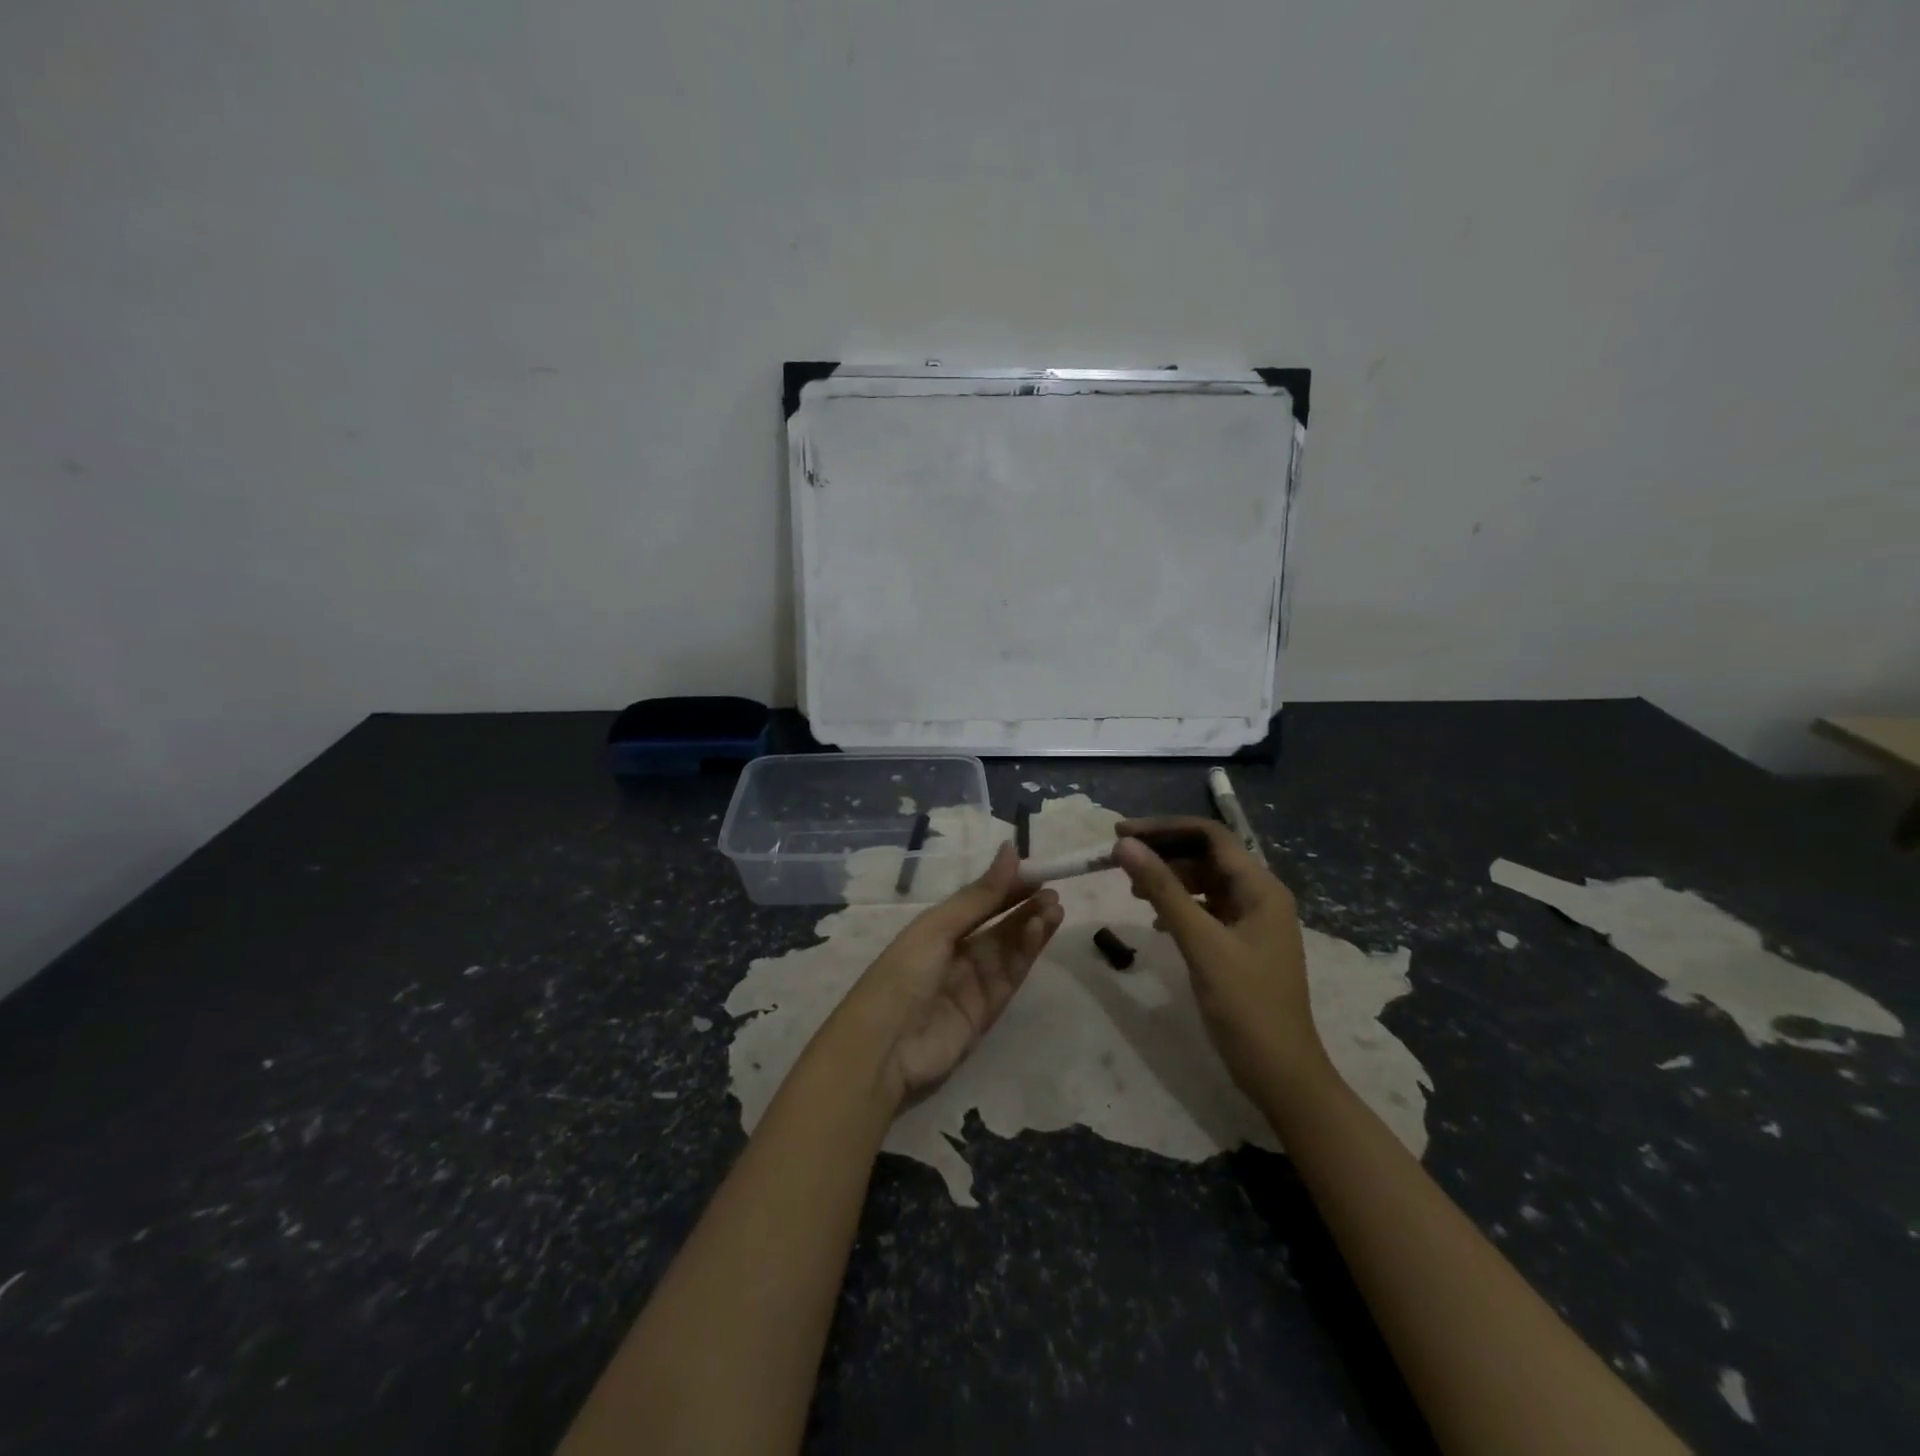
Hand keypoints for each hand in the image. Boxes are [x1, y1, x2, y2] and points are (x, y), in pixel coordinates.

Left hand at [847, 844, 1062, 1104]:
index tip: (1036, 871)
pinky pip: (1012, 973)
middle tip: (1053, 891)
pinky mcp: (989, 1008)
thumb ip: (979, 895)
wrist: (886, 1047)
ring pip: (1010, 947)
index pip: (979, 901)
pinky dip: (1027, 952)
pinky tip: (1041, 930)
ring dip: (1032, 926)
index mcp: (937, 928)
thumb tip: (1010, 850)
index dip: (1007, 886)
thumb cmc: (903, 974)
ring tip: (1055, 907)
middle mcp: (957, 951)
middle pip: (998, 924)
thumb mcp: (938, 928)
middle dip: (1025, 906)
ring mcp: (974, 981)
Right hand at [1112, 817, 1327, 1100]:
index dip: (1164, 828)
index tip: (1121, 833)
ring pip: (1204, 882)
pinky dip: (1179, 906)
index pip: (1210, 836)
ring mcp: (1252, 921)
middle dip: (1163, 853)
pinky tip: (1156, 922)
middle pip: (1207, 855)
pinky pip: (1206, 909)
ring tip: (1132, 888)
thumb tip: (1125, 844)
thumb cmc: (1245, 1004)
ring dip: (1169, 879)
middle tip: (1119, 859)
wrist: (1281, 1074)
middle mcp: (1260, 896)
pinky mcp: (1242, 944)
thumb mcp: (1200, 943)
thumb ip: (1163, 890)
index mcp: (1261, 888)